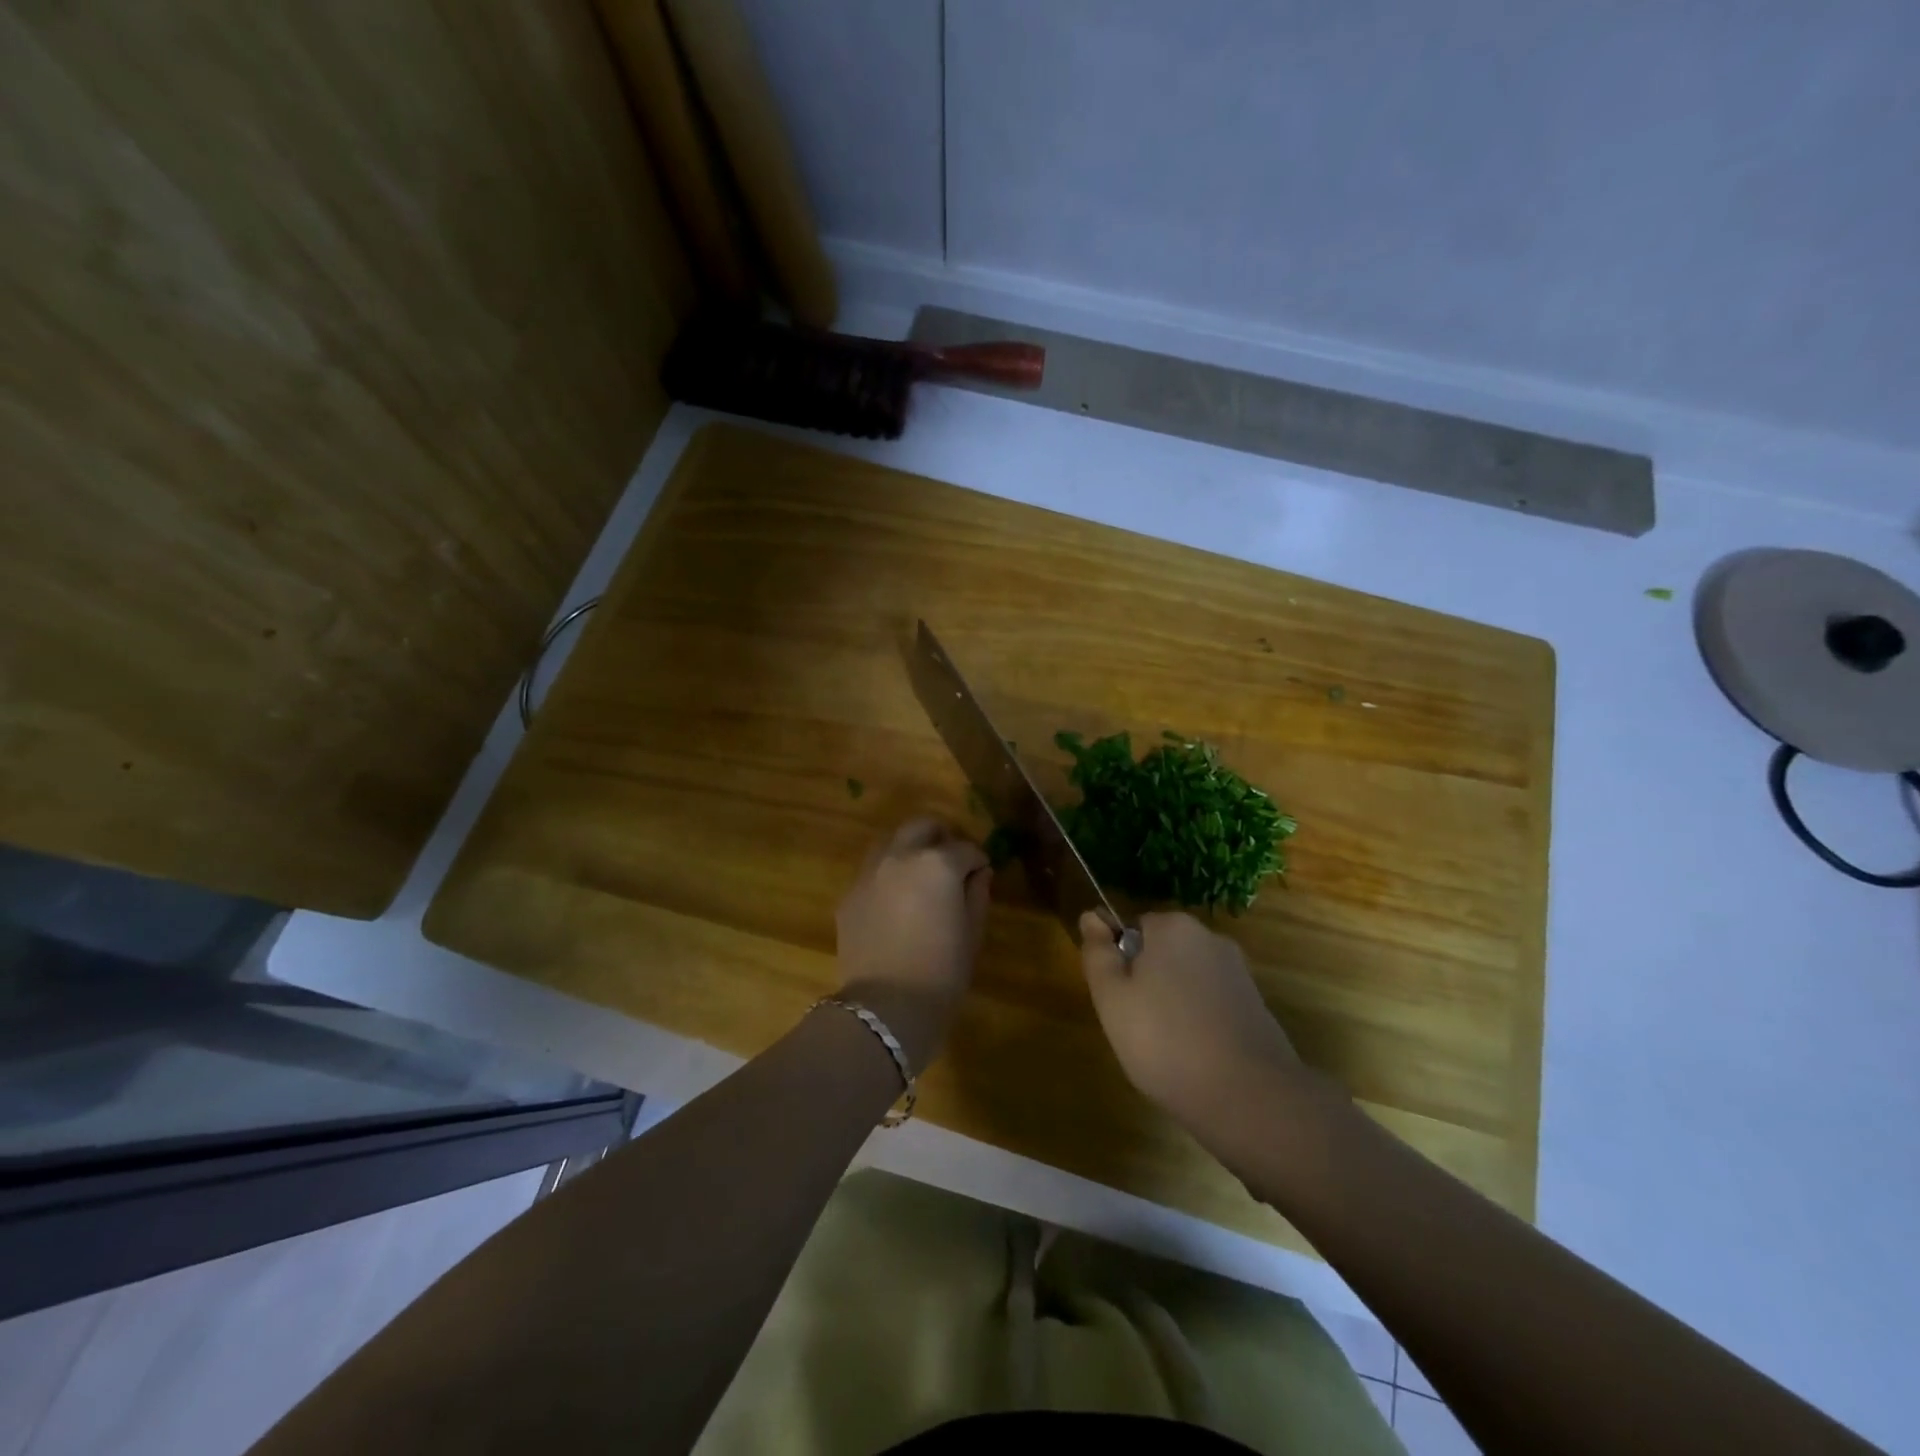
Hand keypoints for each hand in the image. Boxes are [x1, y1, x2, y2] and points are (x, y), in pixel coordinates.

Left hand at [835, 818, 992, 1072]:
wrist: (886, 1007)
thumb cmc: (942, 972)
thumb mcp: (973, 933)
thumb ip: (978, 894)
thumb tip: (979, 873)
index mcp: (938, 863)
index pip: (965, 848)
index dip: (978, 860)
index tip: (982, 873)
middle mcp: (901, 856)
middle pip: (922, 827)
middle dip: (940, 837)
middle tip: (951, 861)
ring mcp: (869, 873)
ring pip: (892, 843)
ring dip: (910, 850)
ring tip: (920, 878)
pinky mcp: (849, 894)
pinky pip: (872, 872)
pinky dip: (888, 876)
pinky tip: (895, 904)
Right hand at [1080, 910, 1303, 1139]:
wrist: (1249, 1097)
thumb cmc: (1165, 1041)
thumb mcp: (1112, 997)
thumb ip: (1097, 952)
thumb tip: (1091, 916)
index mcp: (1173, 926)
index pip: (1132, 929)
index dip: (1120, 964)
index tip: (1118, 1001)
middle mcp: (1210, 938)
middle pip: (1162, 953)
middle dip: (1147, 983)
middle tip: (1136, 1027)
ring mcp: (1238, 972)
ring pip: (1187, 980)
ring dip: (1174, 1005)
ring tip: (1167, 1049)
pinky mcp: (1257, 1006)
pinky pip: (1212, 1004)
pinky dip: (1200, 1023)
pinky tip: (1197, 1057)